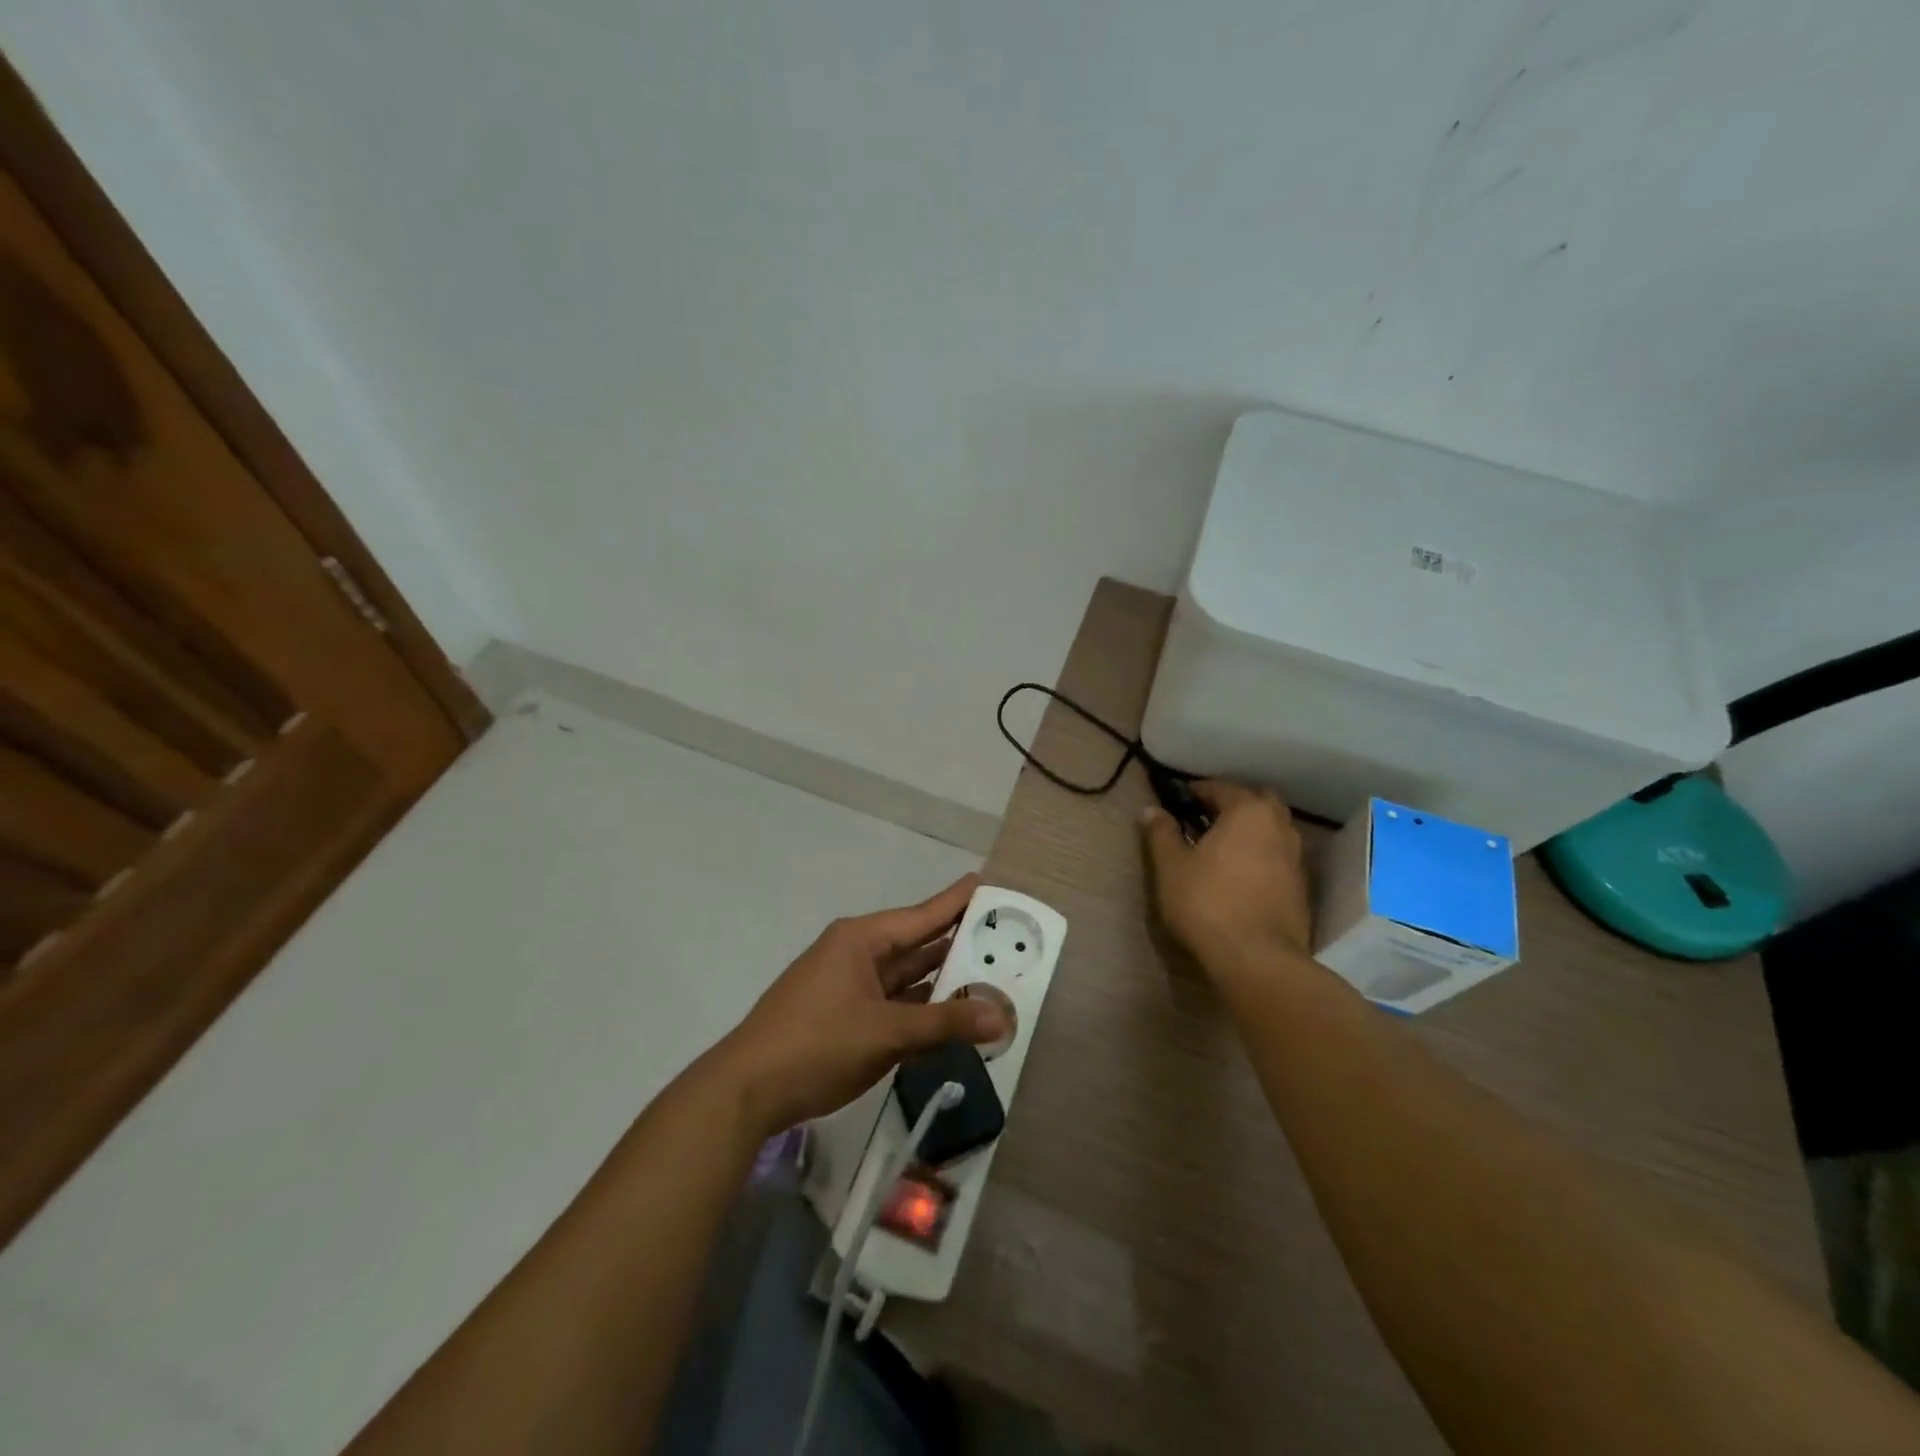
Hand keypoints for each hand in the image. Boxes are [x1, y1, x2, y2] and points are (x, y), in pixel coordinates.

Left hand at [709, 875, 1008, 1135]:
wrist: (746, 1091)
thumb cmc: (816, 1044)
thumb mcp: (886, 1033)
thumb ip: (944, 1023)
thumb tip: (1001, 1016)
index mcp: (862, 940)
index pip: (923, 914)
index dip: (958, 901)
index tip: (990, 884)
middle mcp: (857, 954)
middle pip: (918, 944)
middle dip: (959, 944)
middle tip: (1007, 939)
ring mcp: (849, 986)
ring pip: (907, 977)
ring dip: (943, 982)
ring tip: (992, 978)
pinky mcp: (845, 1017)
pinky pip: (894, 1004)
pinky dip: (922, 1009)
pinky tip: (952, 1017)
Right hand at [1140, 780, 1314, 976]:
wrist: (1258, 959)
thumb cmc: (1208, 903)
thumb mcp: (1171, 866)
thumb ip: (1161, 833)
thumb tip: (1151, 810)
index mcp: (1248, 811)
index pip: (1220, 788)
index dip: (1196, 791)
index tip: (1177, 800)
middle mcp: (1278, 826)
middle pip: (1256, 801)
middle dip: (1232, 804)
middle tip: (1204, 819)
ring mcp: (1295, 857)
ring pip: (1271, 829)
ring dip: (1249, 830)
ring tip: (1220, 847)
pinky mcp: (1300, 887)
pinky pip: (1277, 857)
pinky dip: (1260, 855)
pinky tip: (1239, 874)